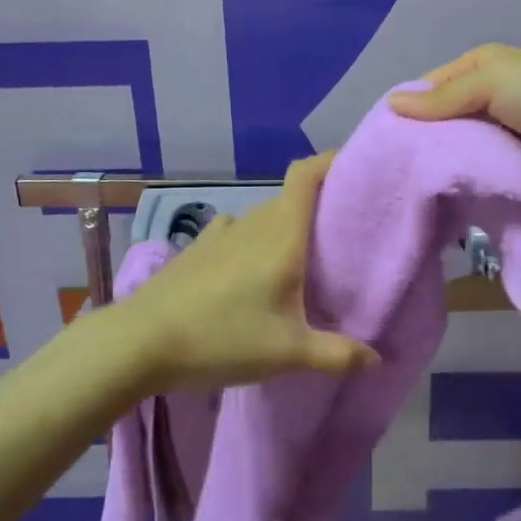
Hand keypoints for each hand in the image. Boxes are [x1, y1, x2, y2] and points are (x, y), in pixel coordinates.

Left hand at [132, 154, 380, 390]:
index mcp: (282, 233)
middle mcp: (253, 221)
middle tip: (343, 238)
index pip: (307, 174)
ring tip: (302, 263)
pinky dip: (254, 243)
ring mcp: (222, 232)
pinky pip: (238, 234)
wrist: (142, 341)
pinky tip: (252, 274)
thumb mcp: (287, 353)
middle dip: (318, 210)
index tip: (355, 171)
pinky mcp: (199, 248)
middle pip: (292, 199)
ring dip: (285, 231)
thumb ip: (337, 354)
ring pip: (265, 218)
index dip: (331, 162)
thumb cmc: (223, 337)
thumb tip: (378, 359)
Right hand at [388, 43, 520, 204]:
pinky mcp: (512, 170)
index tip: (380, 139)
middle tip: (388, 171)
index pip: (430, 87)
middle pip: (441, 121)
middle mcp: (486, 100)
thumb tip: (390, 104)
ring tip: (406, 189)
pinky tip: (438, 199)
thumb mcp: (493, 82)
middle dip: (419, 142)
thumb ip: (443, 97)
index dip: (406, 109)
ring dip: (439, 166)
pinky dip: (462, 184)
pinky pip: (477, 175)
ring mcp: (500, 137)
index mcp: (480, 68)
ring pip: (456, 151)